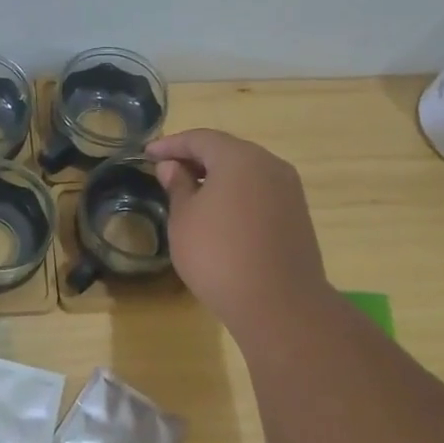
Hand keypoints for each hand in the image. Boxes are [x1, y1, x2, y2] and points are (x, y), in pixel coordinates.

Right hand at [147, 129, 329, 333]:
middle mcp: (269, 165)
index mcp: (239, 158)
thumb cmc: (218, 255)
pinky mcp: (297, 215)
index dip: (171, 144)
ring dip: (217, 177)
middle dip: (195, 158)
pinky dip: (236, 194)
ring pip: (246, 172)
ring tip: (189, 193)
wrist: (278, 304)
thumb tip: (172, 167)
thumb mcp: (184, 219)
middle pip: (227, 151)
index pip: (200, 139)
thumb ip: (177, 186)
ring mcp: (288, 190)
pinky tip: (219, 214)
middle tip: (167, 171)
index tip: (147, 154)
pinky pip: (259, 192)